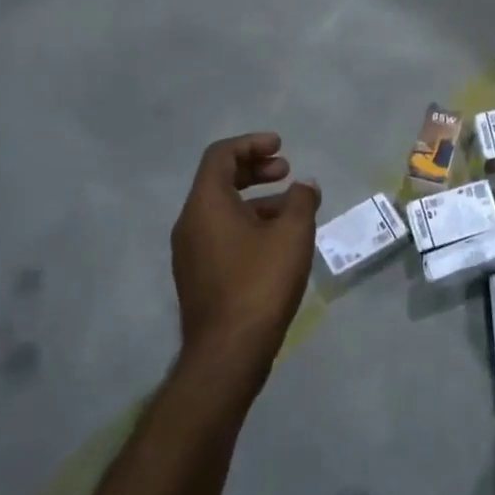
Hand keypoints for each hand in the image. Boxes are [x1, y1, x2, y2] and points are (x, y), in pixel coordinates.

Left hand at [171, 133, 321, 382]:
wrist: (229, 350)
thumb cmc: (261, 283)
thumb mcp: (292, 235)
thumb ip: (301, 201)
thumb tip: (304, 185)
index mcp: (206, 204)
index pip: (221, 156)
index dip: (252, 144)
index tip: (282, 146)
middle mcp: (190, 222)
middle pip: (219, 181)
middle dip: (255, 170)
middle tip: (287, 172)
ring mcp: (191, 252)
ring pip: (223, 211)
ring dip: (257, 200)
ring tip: (293, 209)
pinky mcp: (199, 275)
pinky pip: (222, 235)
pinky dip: (249, 225)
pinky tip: (278, 242)